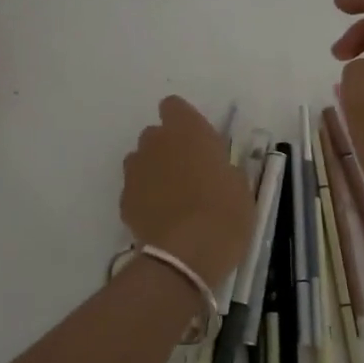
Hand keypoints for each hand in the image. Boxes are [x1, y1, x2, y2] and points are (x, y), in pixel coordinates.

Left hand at [120, 96, 254, 286]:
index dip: (183, 121)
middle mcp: (156, 142)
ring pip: (141, 161)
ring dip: (154, 171)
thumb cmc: (225, 213)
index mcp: (187, 130)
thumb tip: (213, 168)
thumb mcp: (238, 184)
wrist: (187, 256)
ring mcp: (136, 171)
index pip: (173, 106)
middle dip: (168, 147)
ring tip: (173, 198)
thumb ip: (220, 165)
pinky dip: (145, 198)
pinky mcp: (124, 199)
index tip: (197, 141)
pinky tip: (161, 218)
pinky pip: (135, 190)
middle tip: (189, 173)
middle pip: (155, 134)